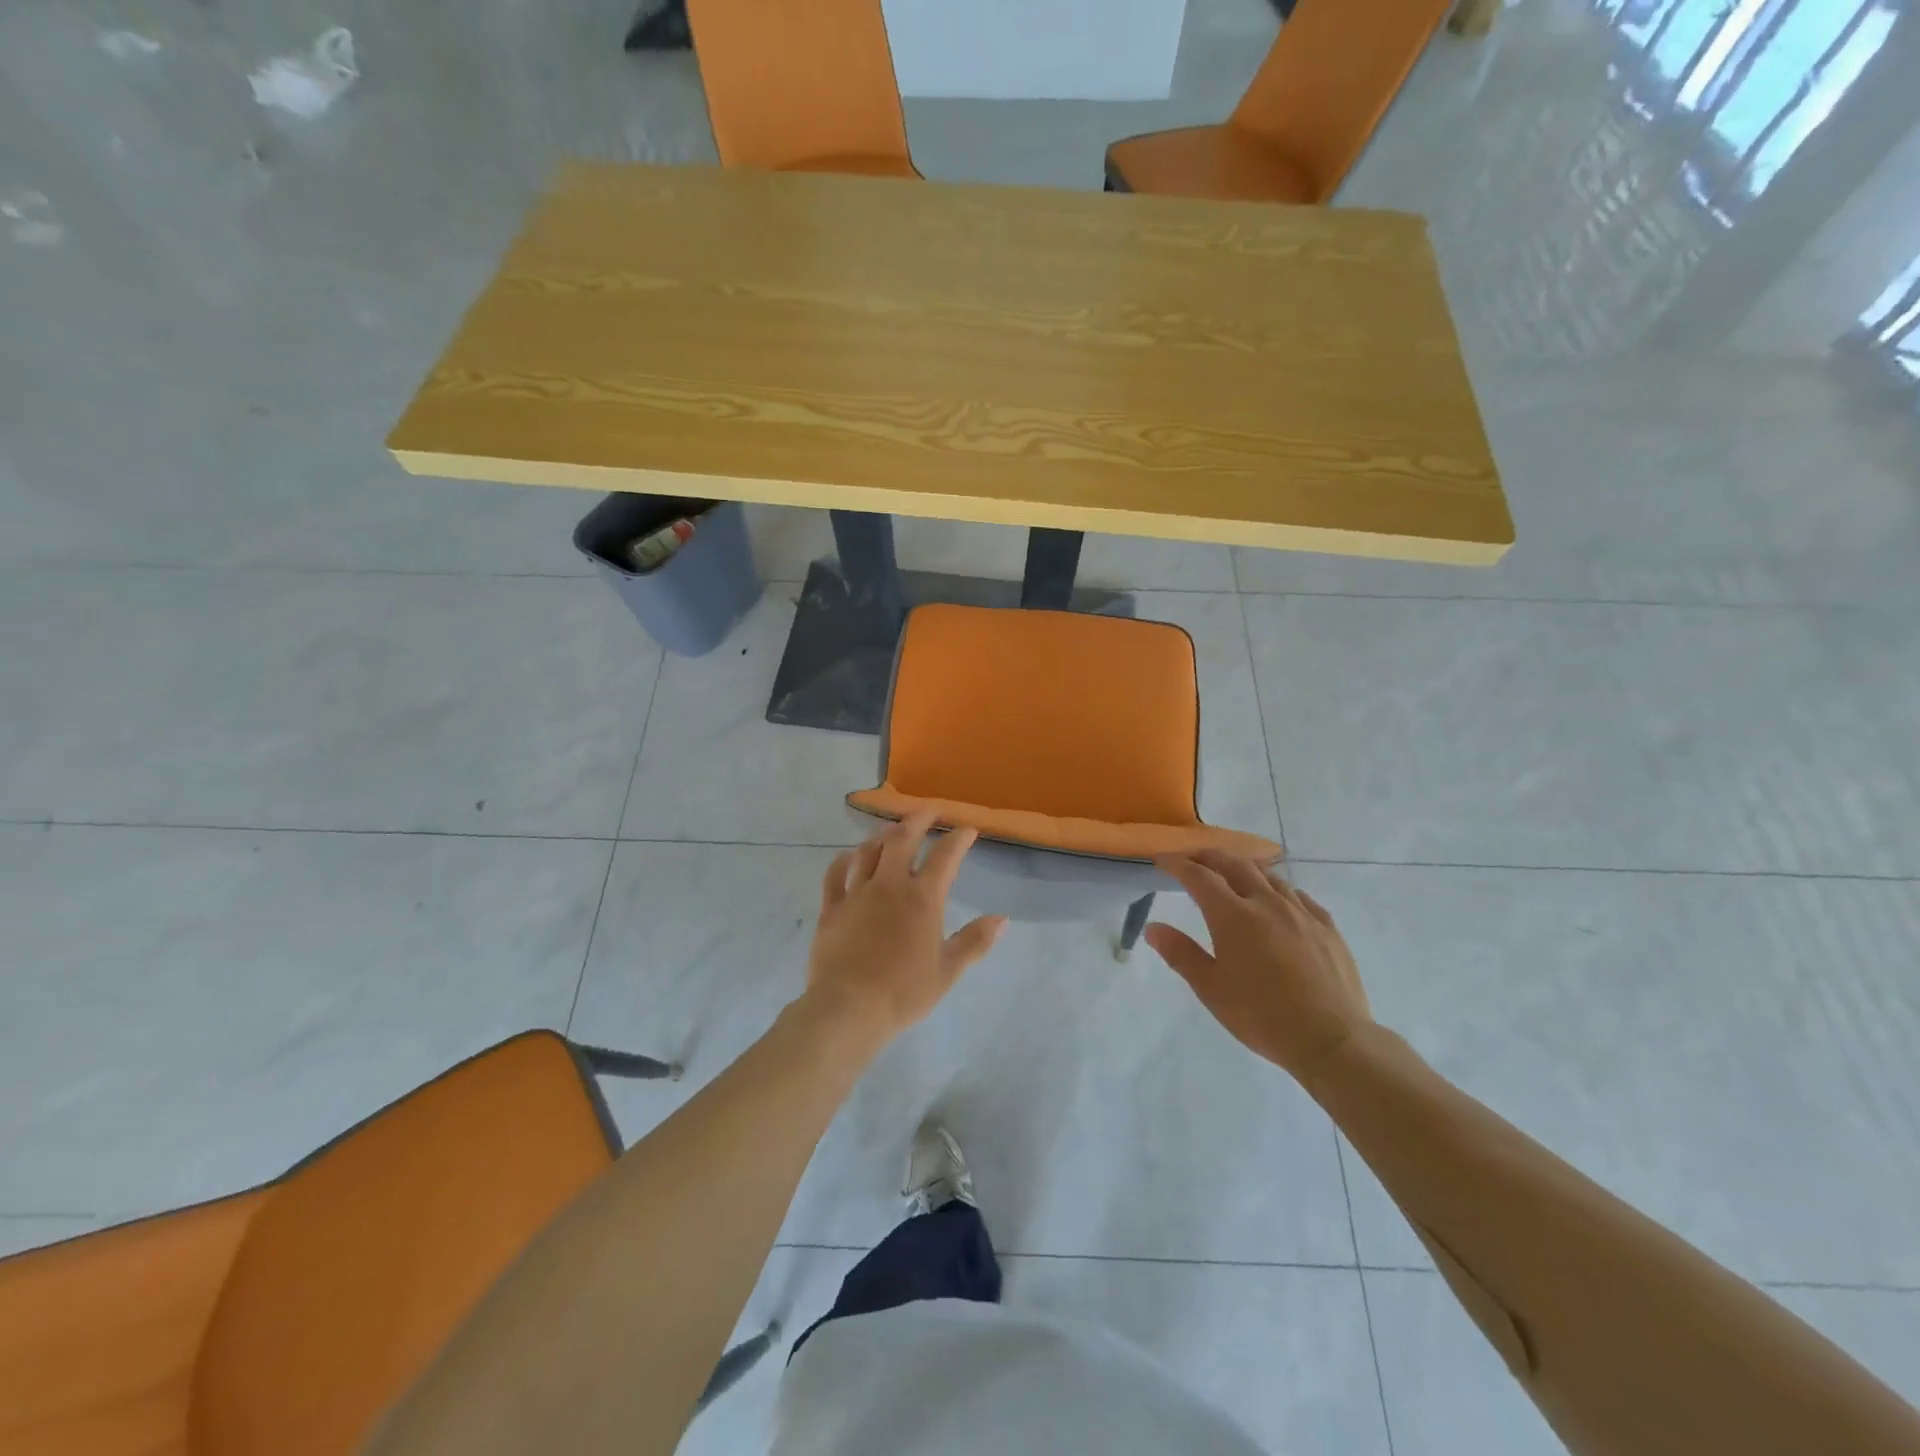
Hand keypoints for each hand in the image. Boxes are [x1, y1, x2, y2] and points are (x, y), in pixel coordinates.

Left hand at [803, 811, 1006, 1049]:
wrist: (849, 1007)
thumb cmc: (904, 992)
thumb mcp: (948, 970)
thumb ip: (975, 941)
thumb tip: (1002, 918)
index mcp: (922, 898)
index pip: (945, 857)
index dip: (959, 839)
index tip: (968, 828)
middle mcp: (889, 885)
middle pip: (903, 839)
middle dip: (918, 819)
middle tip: (928, 810)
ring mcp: (857, 893)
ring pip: (869, 851)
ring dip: (883, 835)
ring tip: (891, 828)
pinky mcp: (831, 907)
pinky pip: (835, 874)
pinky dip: (843, 860)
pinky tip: (848, 855)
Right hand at [1145, 852, 1370, 1084]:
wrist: (1331, 1040)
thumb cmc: (1262, 1016)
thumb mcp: (1211, 989)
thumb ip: (1180, 953)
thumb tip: (1153, 928)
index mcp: (1233, 916)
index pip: (1199, 877)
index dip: (1178, 864)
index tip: (1162, 859)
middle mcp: (1267, 903)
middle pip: (1234, 864)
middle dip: (1209, 856)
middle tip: (1193, 858)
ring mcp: (1301, 912)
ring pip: (1269, 875)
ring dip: (1244, 867)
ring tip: (1233, 872)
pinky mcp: (1327, 927)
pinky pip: (1299, 895)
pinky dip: (1279, 888)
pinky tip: (1279, 899)